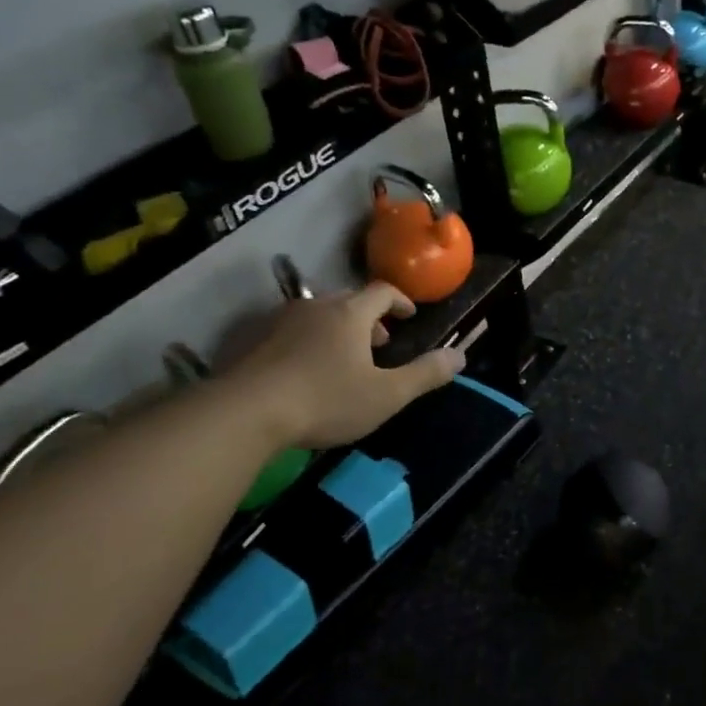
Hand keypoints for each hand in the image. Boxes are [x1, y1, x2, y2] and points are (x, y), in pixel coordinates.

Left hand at [222, 282, 464, 450]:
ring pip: (318, 315)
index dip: (400, 301)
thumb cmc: (326, 400)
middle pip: (348, 300)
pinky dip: (308, 342)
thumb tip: (460, 355)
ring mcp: (279, 322)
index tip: (410, 316)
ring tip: (345, 358)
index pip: (382, 291)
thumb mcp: (387, 395)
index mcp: (350, 314)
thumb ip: (425, 374)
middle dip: (370, 318)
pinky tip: (306, 371)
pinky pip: (290, 332)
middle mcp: (316, 308)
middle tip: (381, 342)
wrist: (244, 413)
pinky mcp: (253, 341)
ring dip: (338, 330)